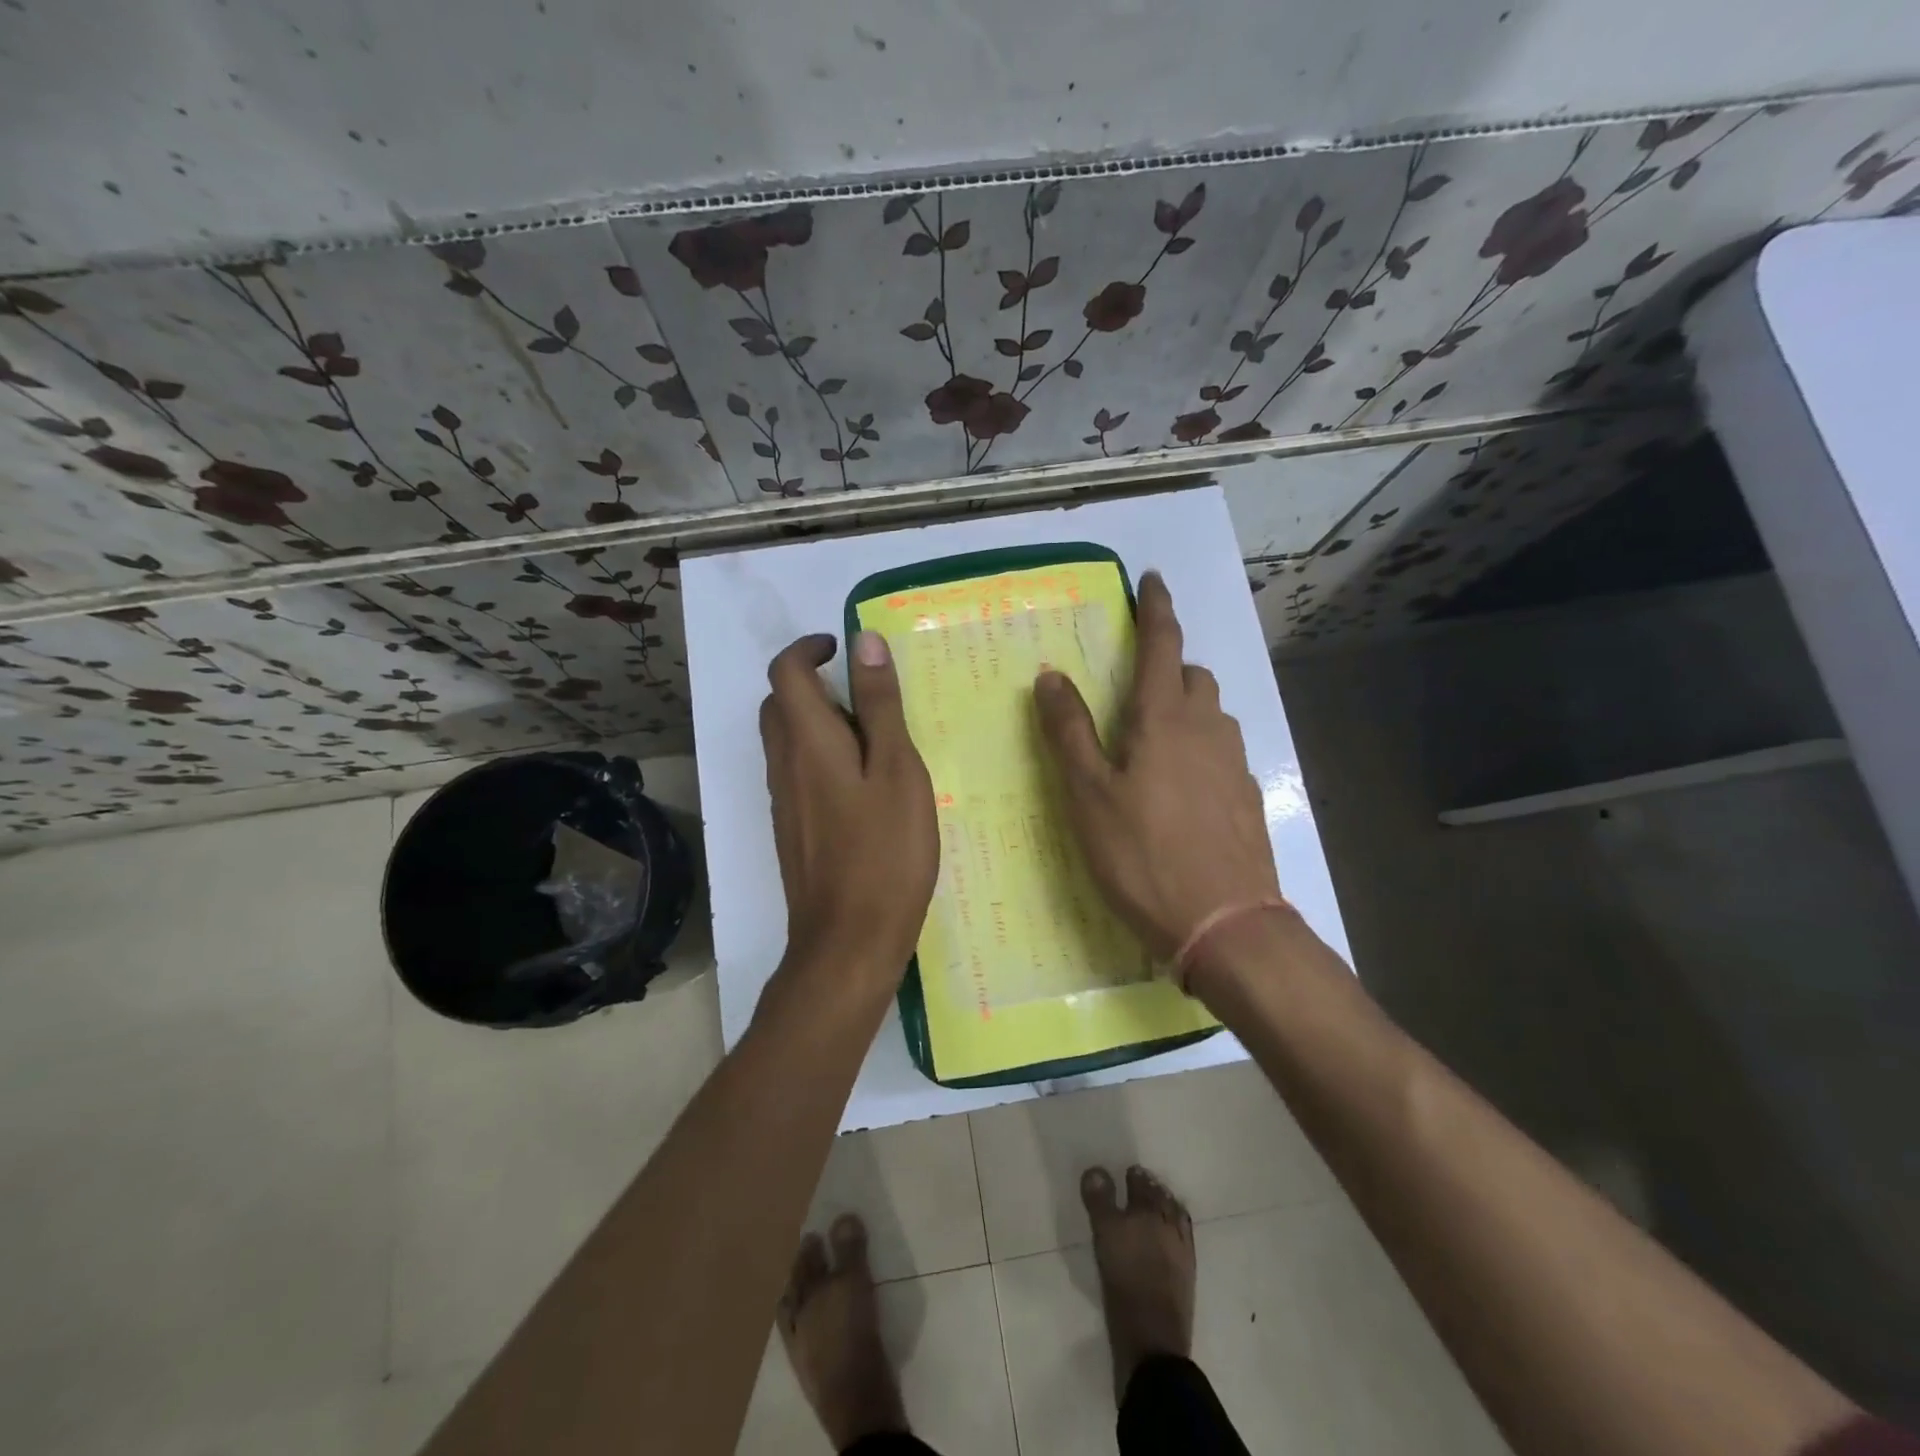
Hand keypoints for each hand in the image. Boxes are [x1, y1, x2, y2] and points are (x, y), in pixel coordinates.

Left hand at [761, 630, 937, 990]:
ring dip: (820, 723)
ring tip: (876, 742)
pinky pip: (797, 774)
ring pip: (787, 741)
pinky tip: (865, 788)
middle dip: (813, 684)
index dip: (808, 648)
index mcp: (807, 742)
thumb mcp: (896, 770)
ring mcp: (783, 802)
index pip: (785, 672)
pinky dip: (821, 759)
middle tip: (867, 697)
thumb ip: (880, 706)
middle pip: (779, 704)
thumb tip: (863, 641)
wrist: (847, 942)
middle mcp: (783, 765)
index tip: (842, 649)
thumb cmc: (884, 853)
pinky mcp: (792, 830)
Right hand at [1034, 572, 1281, 966]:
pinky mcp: (1248, 798)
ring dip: (1186, 710)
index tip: (1154, 579)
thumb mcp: (1089, 795)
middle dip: (1169, 668)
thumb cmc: (1143, 855)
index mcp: (1164, 719)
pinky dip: (1201, 750)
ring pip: (1212, 715)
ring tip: (1153, 744)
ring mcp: (1234, 765)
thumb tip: (1051, 675)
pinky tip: (1181, 791)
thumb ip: (1069, 732)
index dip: (1157, 609)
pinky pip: (1222, 753)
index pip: (1163, 645)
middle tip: (1135, 691)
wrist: (1226, 923)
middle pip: (1193, 677)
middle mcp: (1207, 730)